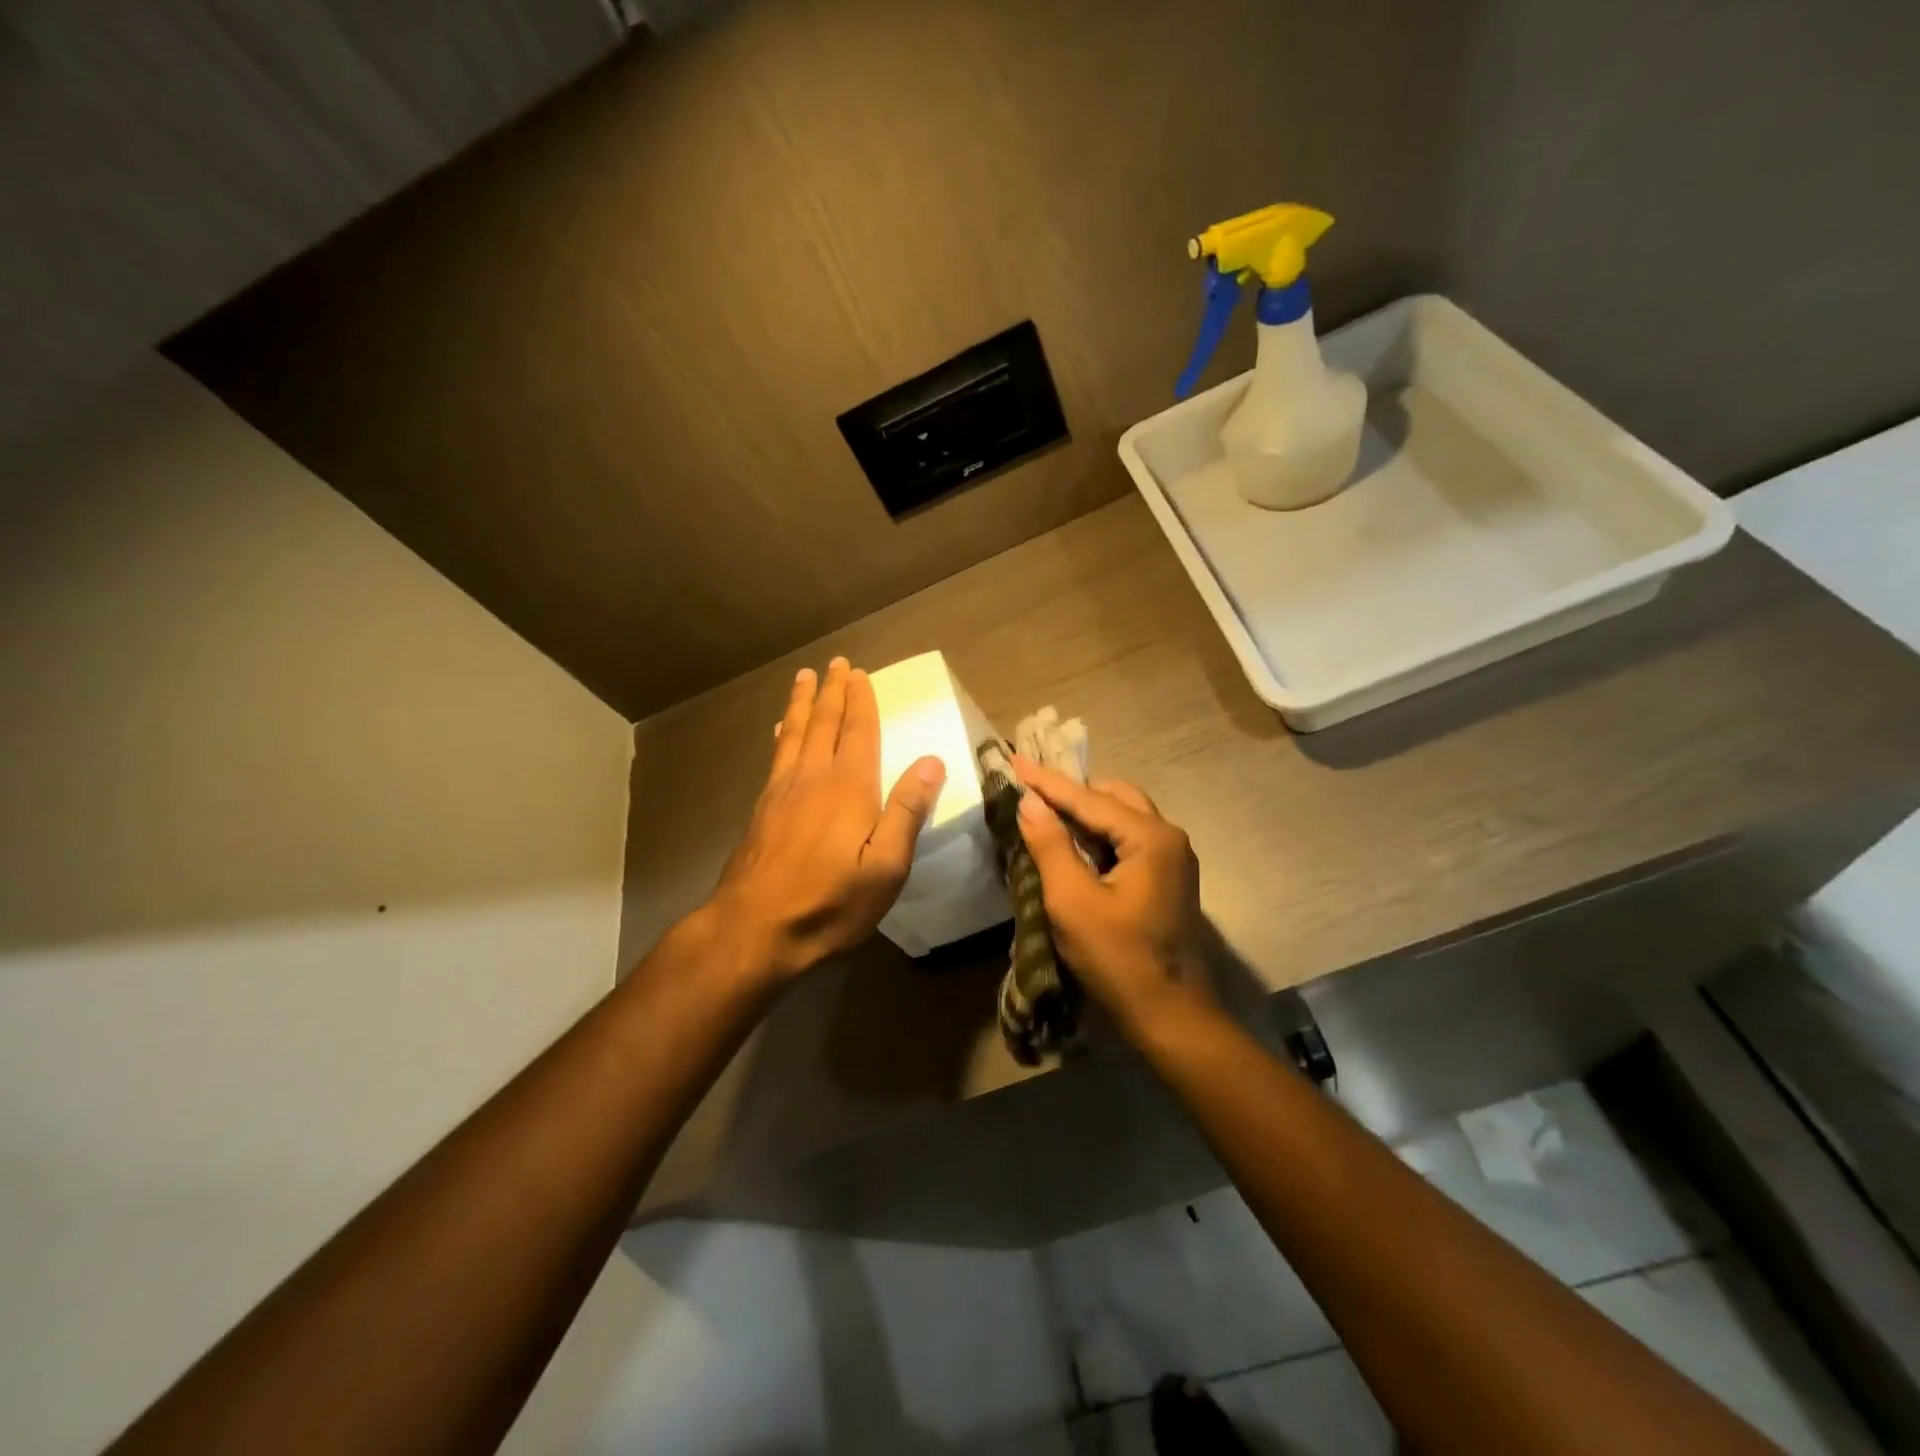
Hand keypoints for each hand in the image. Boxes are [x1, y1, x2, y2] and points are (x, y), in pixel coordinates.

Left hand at [708, 657, 945, 984]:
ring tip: (804, 678)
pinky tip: (781, 730)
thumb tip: (932, 761)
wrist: (754, 929)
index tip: (860, 673)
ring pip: (795, 733)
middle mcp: (813, 777)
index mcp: (848, 787)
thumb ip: (906, 811)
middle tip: (835, 663)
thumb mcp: (885, 867)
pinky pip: (777, 755)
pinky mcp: (762, 808)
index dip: (861, 701)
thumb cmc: (830, 902)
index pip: (858, 731)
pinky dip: (783, 734)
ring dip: (803, 703)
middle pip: (824, 723)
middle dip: (832, 692)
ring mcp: (782, 791)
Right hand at [1011, 757, 1211, 1033]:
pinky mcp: (1168, 877)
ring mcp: (1173, 858)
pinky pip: (1128, 839)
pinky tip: (1074, 844)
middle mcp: (1168, 837)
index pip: (1089, 798)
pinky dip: (1099, 834)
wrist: (1171, 1016)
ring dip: (1085, 813)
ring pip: (1122, 816)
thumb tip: (1029, 801)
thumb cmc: (1118, 959)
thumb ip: (1050, 845)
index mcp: (1151, 837)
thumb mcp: (1073, 902)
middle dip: (1070, 792)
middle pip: (1112, 797)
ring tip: (1046, 812)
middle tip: (1030, 790)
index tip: (1013, 759)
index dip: (1047, 781)